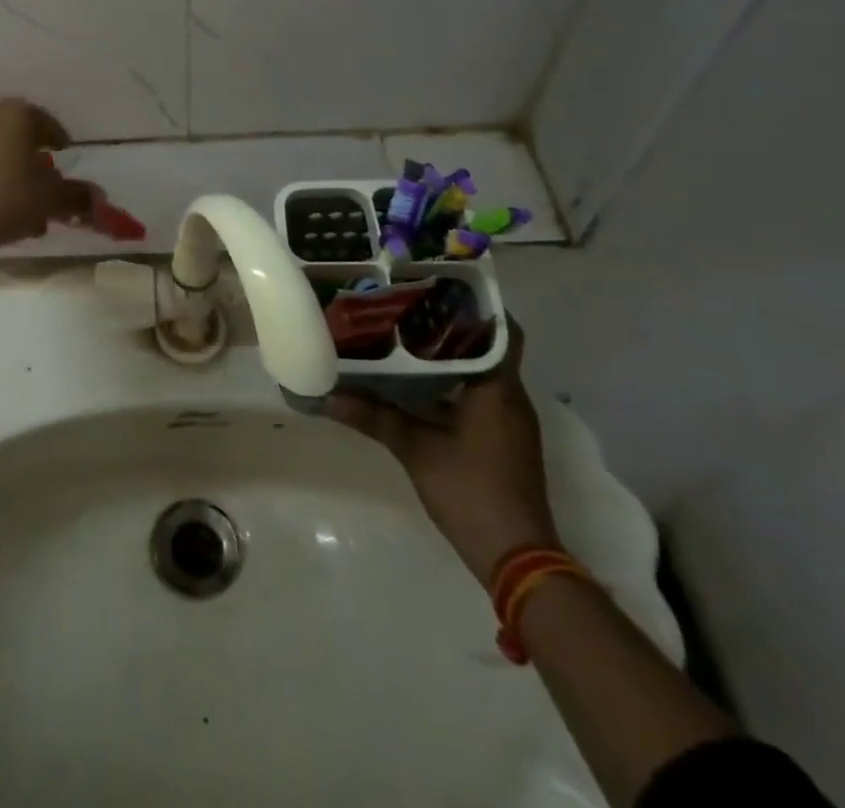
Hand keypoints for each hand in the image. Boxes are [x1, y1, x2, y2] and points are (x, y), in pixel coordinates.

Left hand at [0, 100, 96, 259]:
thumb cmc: (5, 201)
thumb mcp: (51, 200)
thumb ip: (77, 196)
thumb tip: (97, 198)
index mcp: (15, 114)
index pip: (45, 122)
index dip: (58, 140)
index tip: (64, 155)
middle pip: (17, 137)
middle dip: (33, 163)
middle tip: (45, 189)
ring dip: (10, 176)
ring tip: (23, 212)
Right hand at [327, 321, 559, 586]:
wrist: (517, 558)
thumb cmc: (471, 492)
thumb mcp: (415, 450)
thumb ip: (373, 417)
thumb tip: (327, 396)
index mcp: (499, 389)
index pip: (501, 330)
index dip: (475, 304)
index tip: (438, 285)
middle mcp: (510, 398)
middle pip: (487, 346)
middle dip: (451, 324)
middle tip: (408, 303)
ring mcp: (509, 421)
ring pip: (481, 371)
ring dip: (450, 354)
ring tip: (404, 334)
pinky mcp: (502, 440)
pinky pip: (478, 394)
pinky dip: (452, 382)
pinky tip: (416, 381)